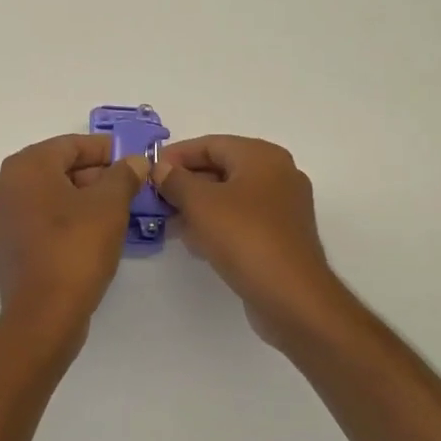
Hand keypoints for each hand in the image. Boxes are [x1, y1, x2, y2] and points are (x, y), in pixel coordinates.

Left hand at [0, 134, 146, 331]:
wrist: (44, 314)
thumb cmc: (76, 248)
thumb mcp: (110, 205)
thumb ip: (123, 175)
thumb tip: (134, 161)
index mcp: (25, 166)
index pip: (70, 145)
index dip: (105, 150)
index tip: (132, 159)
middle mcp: (4, 185)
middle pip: (57, 167)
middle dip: (95, 174)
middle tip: (130, 185)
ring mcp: (1, 216)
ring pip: (49, 194)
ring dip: (82, 196)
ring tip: (118, 208)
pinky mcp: (6, 244)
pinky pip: (40, 217)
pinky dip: (66, 217)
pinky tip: (94, 230)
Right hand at [152, 136, 350, 347]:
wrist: (292, 297)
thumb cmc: (244, 237)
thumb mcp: (200, 203)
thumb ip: (175, 180)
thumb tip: (161, 168)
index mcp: (262, 156)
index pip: (210, 144)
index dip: (176, 156)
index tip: (148, 173)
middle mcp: (277, 174)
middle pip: (221, 168)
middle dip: (185, 183)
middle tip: (155, 200)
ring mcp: (282, 207)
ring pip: (229, 197)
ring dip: (197, 206)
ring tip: (168, 222)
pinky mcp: (281, 236)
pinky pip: (241, 220)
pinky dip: (216, 224)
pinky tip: (194, 242)